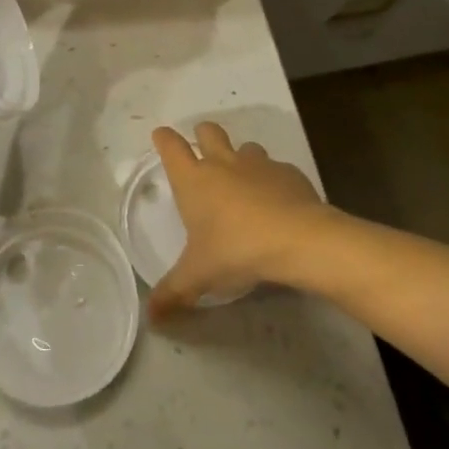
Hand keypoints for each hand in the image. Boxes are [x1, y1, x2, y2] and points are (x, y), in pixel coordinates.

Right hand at [149, 122, 328, 317]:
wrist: (298, 239)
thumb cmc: (236, 250)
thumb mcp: (199, 276)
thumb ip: (173, 292)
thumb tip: (151, 317)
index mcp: (195, 179)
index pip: (171, 147)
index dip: (164, 139)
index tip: (161, 135)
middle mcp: (223, 163)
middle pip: (208, 131)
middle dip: (203, 135)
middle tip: (203, 153)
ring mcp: (258, 164)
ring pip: (245, 147)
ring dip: (241, 159)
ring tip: (244, 183)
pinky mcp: (289, 173)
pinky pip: (276, 169)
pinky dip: (273, 180)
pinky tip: (278, 202)